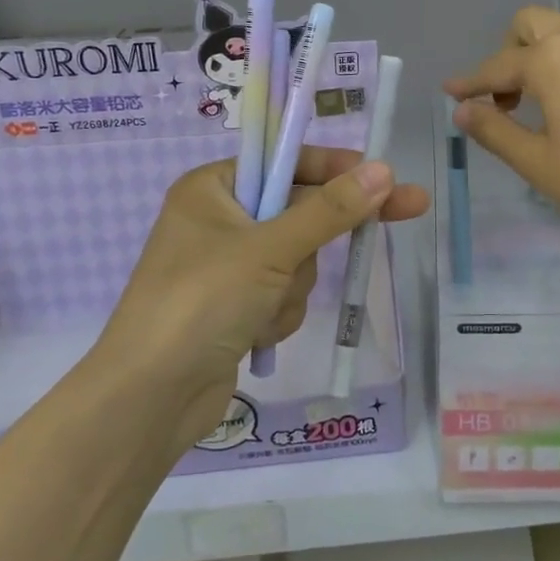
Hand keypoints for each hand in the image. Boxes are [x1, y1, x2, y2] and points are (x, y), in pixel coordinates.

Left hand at [96, 148, 428, 457]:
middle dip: (315, 243)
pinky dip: (279, 314)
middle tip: (409, 210)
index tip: (385, 175)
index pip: (286, 162)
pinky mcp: (236, 308)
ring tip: (261, 310)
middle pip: (299, 213)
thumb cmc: (201, 302)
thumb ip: (330, 211)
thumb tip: (383, 170)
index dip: (337, 169)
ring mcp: (228, 268)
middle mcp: (219, 221)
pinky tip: (254, 334)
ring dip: (292, 287)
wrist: (151, 397)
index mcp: (212, 188)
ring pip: (298, 261)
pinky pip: (284, 295)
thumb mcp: (269, 249)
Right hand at [445, 6, 559, 252]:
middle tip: (505, 97)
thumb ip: (494, 129)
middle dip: (508, 52)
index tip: (451, 93)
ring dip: (542, 55)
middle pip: (532, 23)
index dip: (470, 82)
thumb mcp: (537, 162)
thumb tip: (463, 110)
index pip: (498, 66)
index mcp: (553, 60)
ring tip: (540, 103)